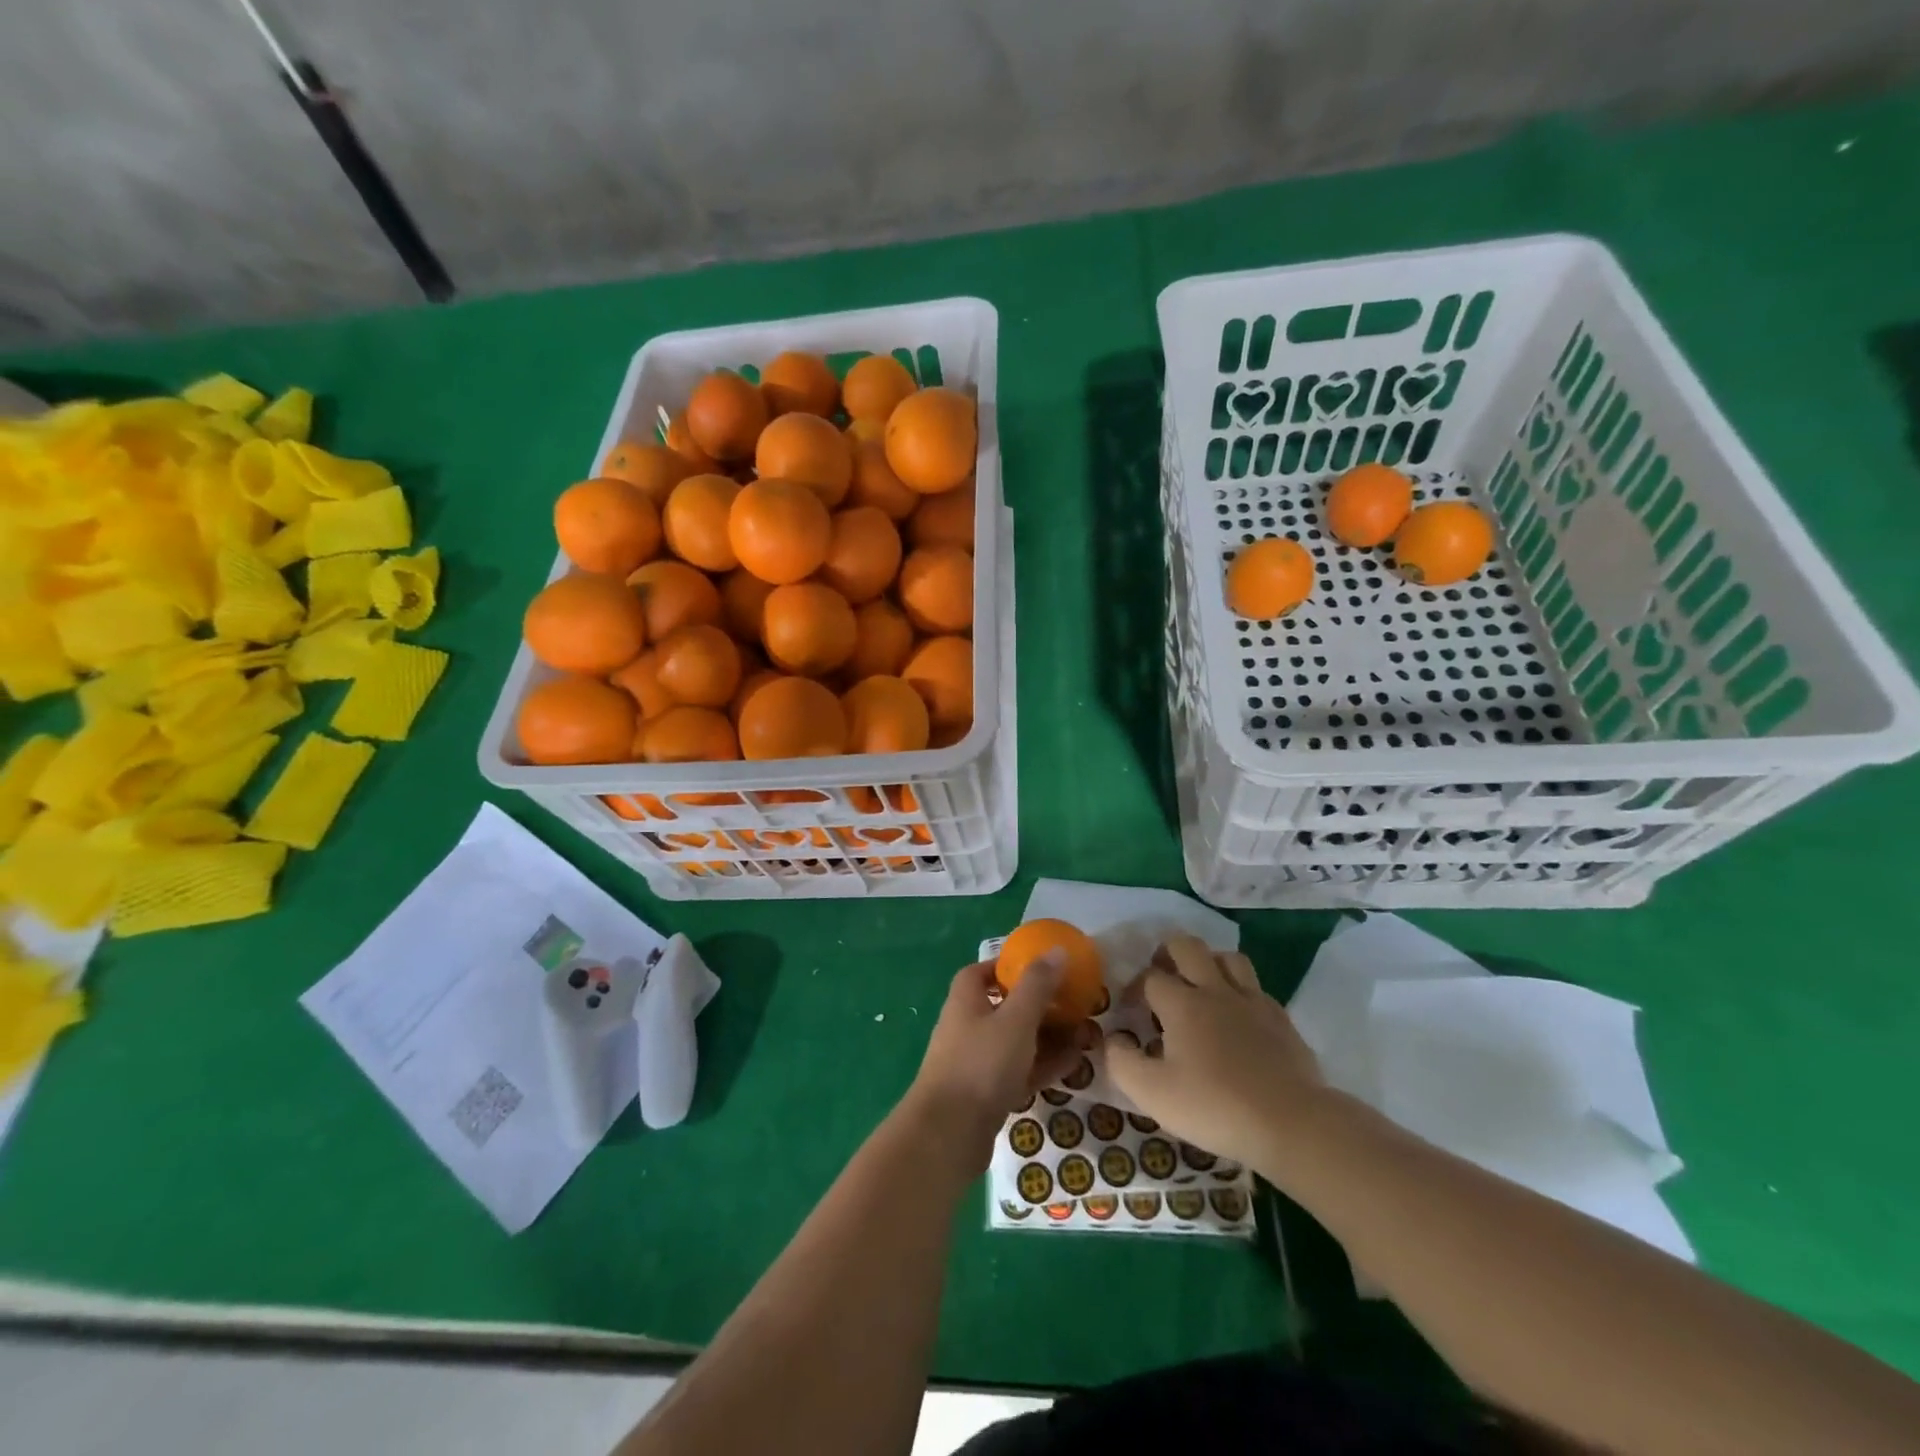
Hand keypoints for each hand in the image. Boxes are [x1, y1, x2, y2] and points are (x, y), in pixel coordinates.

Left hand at [905, 958, 1091, 1169]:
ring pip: (1016, 1041)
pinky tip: (1073, 1065)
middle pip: (1006, 1007)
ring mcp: (976, 1062)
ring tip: (1085, 1035)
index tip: (1041, 967)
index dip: (1008, 966)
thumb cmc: (981, 1064)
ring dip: (1048, 1037)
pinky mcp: (986, 1094)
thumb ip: (1037, 985)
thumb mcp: (1015, 1019)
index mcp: (966, 1000)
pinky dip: (1043, 1065)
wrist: (949, 1135)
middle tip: (1075, 1005)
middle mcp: (967, 1026)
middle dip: (1041, 1005)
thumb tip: (1057, 949)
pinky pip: (1019, 1071)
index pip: (982, 972)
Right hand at [1104, 935, 1326, 1172]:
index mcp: (1182, 1004)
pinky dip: (1239, 990)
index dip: (1134, 988)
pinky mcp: (1280, 1018)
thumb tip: (1112, 1039)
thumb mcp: (1153, 1094)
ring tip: (1200, 985)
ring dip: (1209, 963)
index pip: (1150, 977)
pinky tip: (1237, 1015)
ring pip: (1227, 957)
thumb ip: (1122, 1062)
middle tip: (1161, 976)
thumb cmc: (1215, 1107)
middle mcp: (1215, 990)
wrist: (1291, 1123)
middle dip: (1168, 953)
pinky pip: (1255, 986)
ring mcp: (1252, 1001)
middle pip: (1188, 946)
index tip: (1131, 1010)